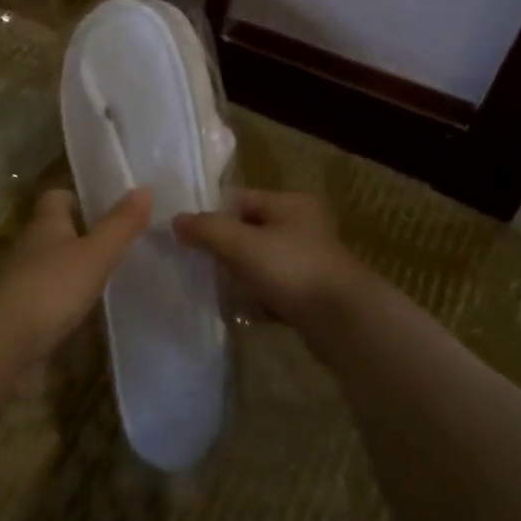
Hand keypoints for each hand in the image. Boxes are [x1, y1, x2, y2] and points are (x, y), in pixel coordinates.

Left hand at [0, 187, 151, 400]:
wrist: (2, 346)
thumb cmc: (50, 288)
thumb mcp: (94, 254)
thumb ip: (120, 225)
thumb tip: (145, 188)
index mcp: (44, 224)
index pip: (57, 197)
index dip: (80, 197)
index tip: (109, 206)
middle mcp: (29, 247)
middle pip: (55, 232)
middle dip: (84, 234)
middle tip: (123, 242)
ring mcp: (22, 282)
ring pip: (53, 266)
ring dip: (76, 269)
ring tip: (115, 276)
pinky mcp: (22, 316)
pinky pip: (49, 299)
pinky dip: (68, 301)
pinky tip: (91, 311)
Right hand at [173, 191, 366, 336]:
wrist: (343, 321)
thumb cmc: (291, 269)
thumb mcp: (241, 243)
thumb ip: (206, 229)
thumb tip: (176, 220)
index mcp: (290, 203)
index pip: (241, 199)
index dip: (213, 214)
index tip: (187, 235)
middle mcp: (302, 226)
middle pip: (249, 231)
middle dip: (224, 248)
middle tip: (197, 264)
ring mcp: (309, 261)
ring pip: (260, 262)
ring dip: (239, 275)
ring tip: (215, 288)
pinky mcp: (311, 293)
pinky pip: (274, 289)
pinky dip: (257, 297)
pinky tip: (241, 310)